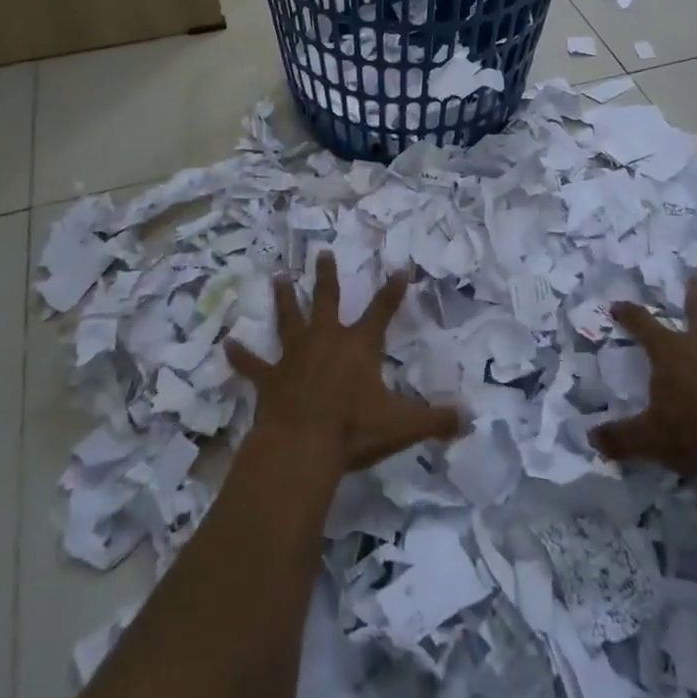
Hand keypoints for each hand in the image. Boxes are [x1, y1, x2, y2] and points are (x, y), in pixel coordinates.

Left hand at [225, 252, 461, 474]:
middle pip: (327, 299)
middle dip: (326, 275)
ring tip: (278, 277)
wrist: (302, 446)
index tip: (401, 267)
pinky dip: (240, 356)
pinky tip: (226, 344)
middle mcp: (326, 339)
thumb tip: (470, 419)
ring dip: (283, 299)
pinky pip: (252, 364)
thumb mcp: (402, 426)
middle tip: (322, 252)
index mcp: (359, 346)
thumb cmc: (354, 430)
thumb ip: (436, 420)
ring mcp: (294, 356)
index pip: (382, 310)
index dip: (393, 290)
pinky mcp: (269, 378)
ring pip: (288, 318)